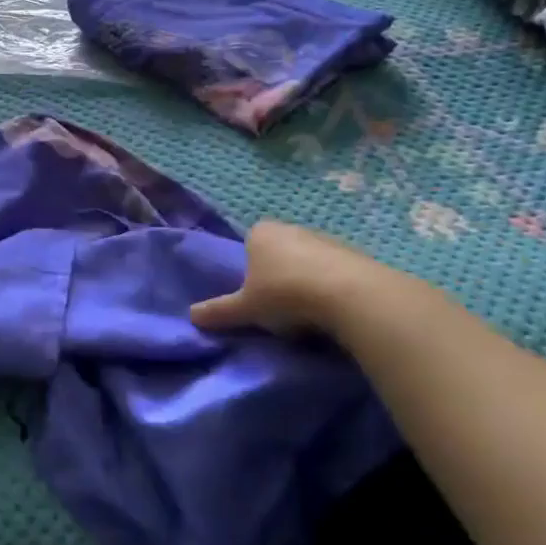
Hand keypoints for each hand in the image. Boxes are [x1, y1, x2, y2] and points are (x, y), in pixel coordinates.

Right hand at [190, 220, 427, 335]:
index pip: (248, 245)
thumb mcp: (246, 309)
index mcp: (260, 232)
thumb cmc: (285, 295)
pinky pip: (334, 270)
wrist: (350, 295)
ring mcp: (325, 238)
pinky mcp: (354, 254)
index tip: (255, 295)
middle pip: (279, 251)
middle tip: (278, 305)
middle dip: (277, 274)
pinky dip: (331, 286)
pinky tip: (331, 310)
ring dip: (306, 280)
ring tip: (307, 313)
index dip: (249, 270)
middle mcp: (291, 228)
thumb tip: (191, 316)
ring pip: (307, 260)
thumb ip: (219, 311)